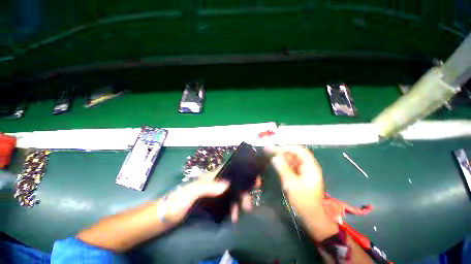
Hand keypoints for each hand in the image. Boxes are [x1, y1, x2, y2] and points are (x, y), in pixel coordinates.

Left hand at [160, 169, 252, 224]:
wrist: (166, 216)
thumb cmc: (178, 201)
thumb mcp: (191, 192)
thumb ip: (207, 187)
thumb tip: (227, 184)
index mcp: (212, 177)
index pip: (229, 169)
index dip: (241, 170)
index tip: (253, 177)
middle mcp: (215, 183)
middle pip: (234, 182)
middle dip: (243, 189)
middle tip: (250, 201)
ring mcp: (214, 194)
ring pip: (232, 194)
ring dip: (239, 201)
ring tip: (244, 211)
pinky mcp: (213, 204)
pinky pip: (227, 204)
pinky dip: (233, 209)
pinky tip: (235, 217)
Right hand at [267, 145, 323, 217]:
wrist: (311, 215)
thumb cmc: (303, 201)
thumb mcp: (292, 185)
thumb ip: (283, 169)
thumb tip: (275, 158)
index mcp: (310, 166)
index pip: (299, 150)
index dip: (286, 147)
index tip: (274, 149)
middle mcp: (308, 166)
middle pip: (294, 153)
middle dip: (281, 151)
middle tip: (268, 150)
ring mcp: (304, 170)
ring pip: (292, 158)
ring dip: (281, 156)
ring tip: (270, 154)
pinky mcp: (301, 174)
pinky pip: (291, 165)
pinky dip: (283, 162)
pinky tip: (276, 162)